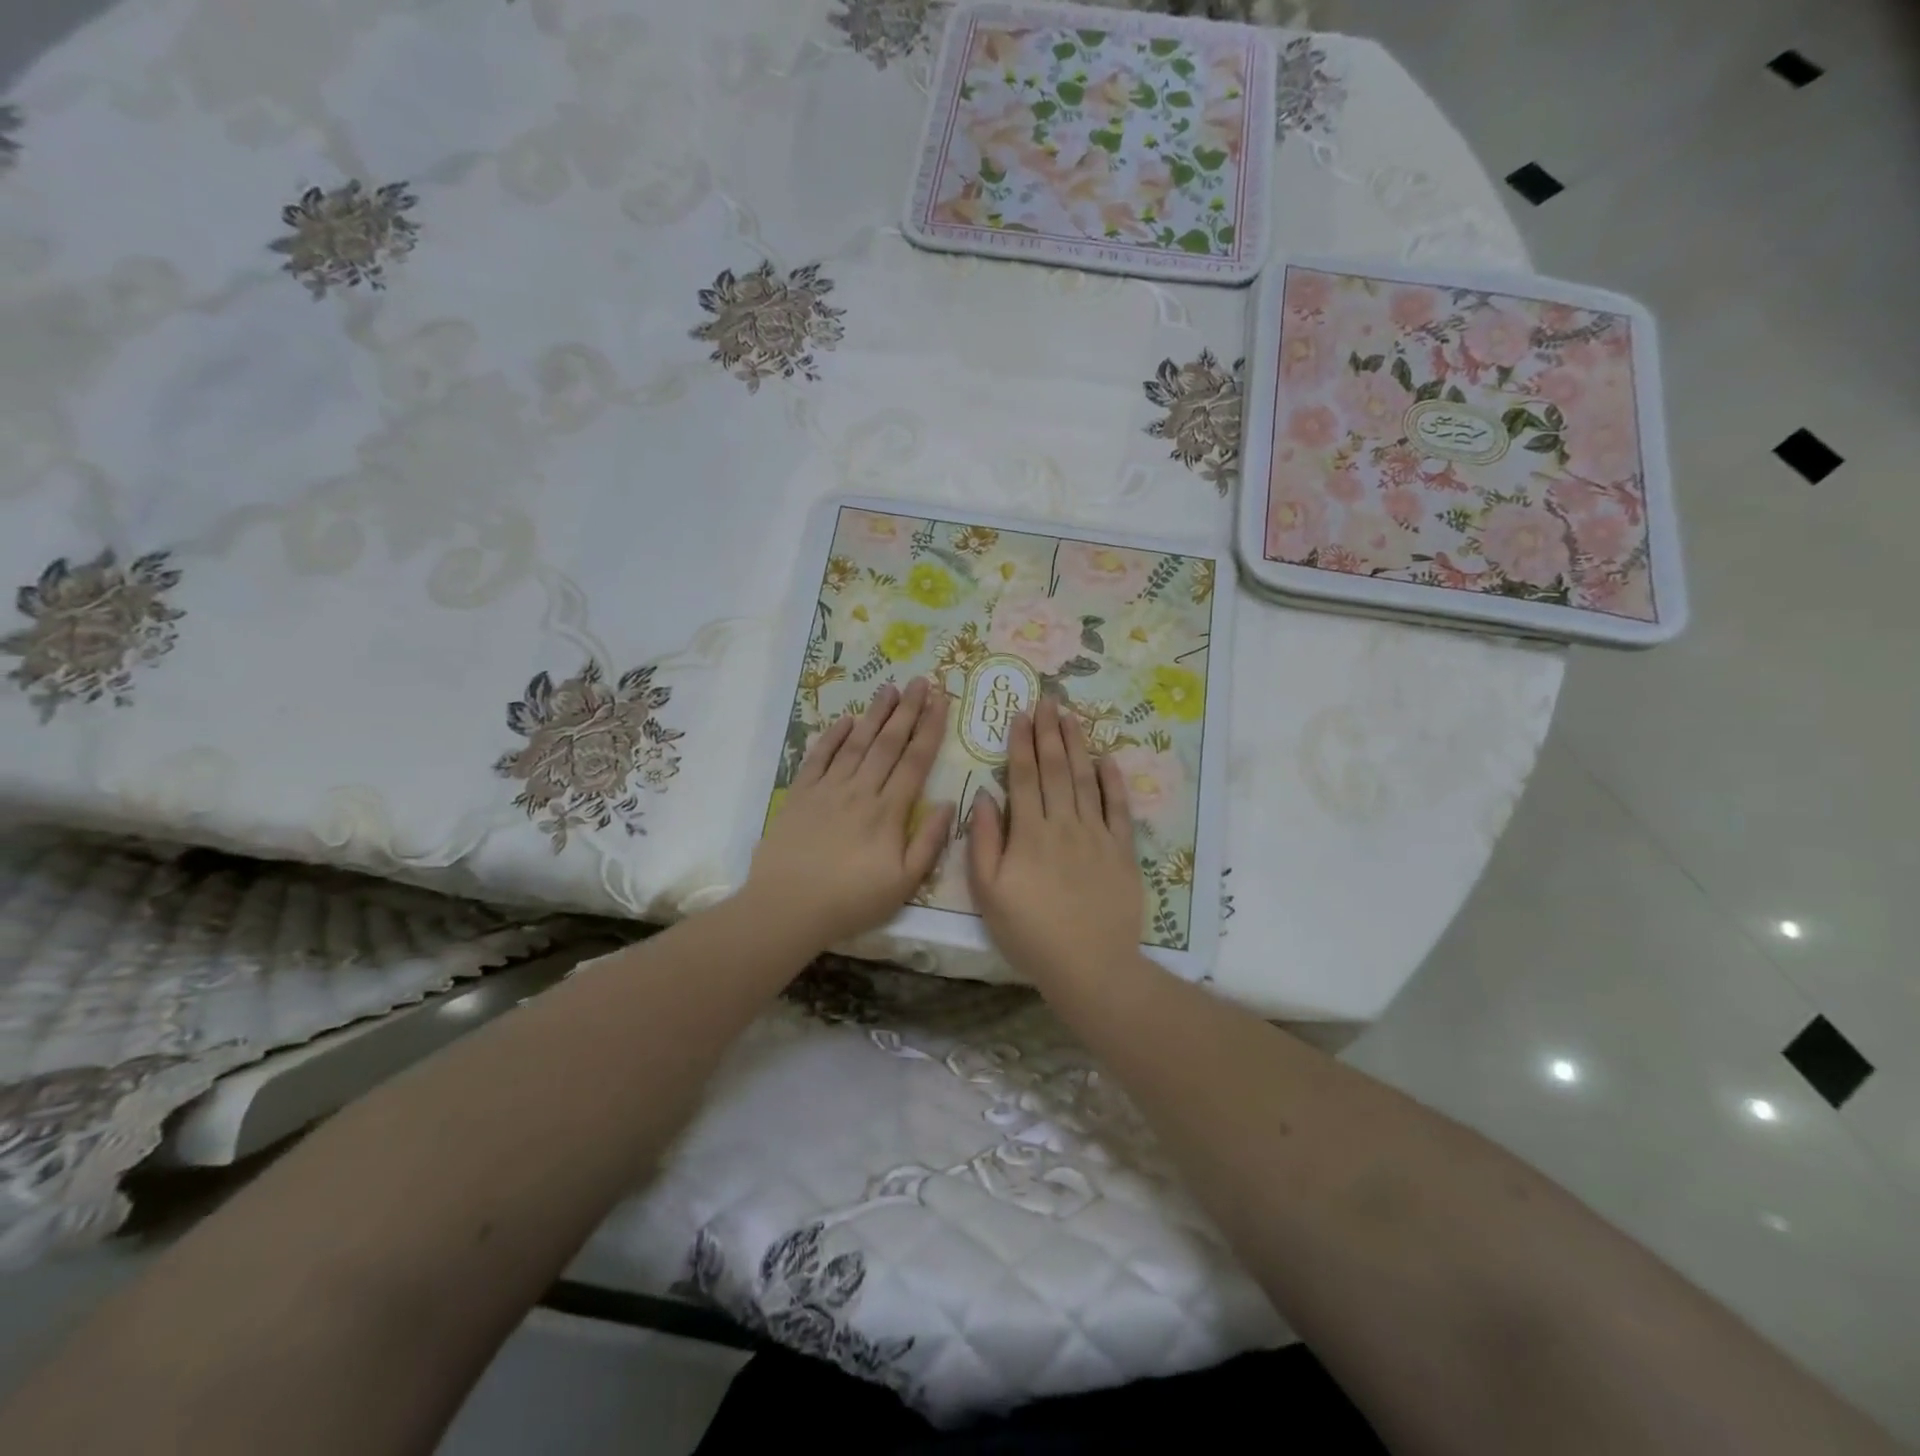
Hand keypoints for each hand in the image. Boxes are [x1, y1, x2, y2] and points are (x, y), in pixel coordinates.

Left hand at [744, 677, 955, 950]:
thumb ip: (929, 842)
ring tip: (889, 689)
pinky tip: (845, 720)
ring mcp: (828, 789)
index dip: (930, 728)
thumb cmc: (851, 901)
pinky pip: (818, 757)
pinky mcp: (800, 794)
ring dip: (875, 714)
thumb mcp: (904, 883)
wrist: (787, 907)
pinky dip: (832, 736)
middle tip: (920, 681)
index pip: (916, 761)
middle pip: (888, 743)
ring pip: (856, 743)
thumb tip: (948, 804)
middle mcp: (860, 790)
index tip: (941, 700)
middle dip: (907, 710)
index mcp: (889, 811)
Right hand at [967, 696, 1143, 988]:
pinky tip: (1108, 759)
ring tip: (1071, 717)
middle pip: (1056, 769)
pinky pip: (1119, 809)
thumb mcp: (989, 893)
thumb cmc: (1030, 933)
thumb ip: (984, 842)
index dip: (1021, 743)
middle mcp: (1064, 824)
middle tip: (1047, 701)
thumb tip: (984, 798)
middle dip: (1049, 733)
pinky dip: (1114, 782)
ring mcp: (1097, 836)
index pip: (1024, 777)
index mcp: (1029, 833)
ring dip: (1078, 746)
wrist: (1089, 966)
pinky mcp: (1122, 852)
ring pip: (1086, 780)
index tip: (1020, 714)